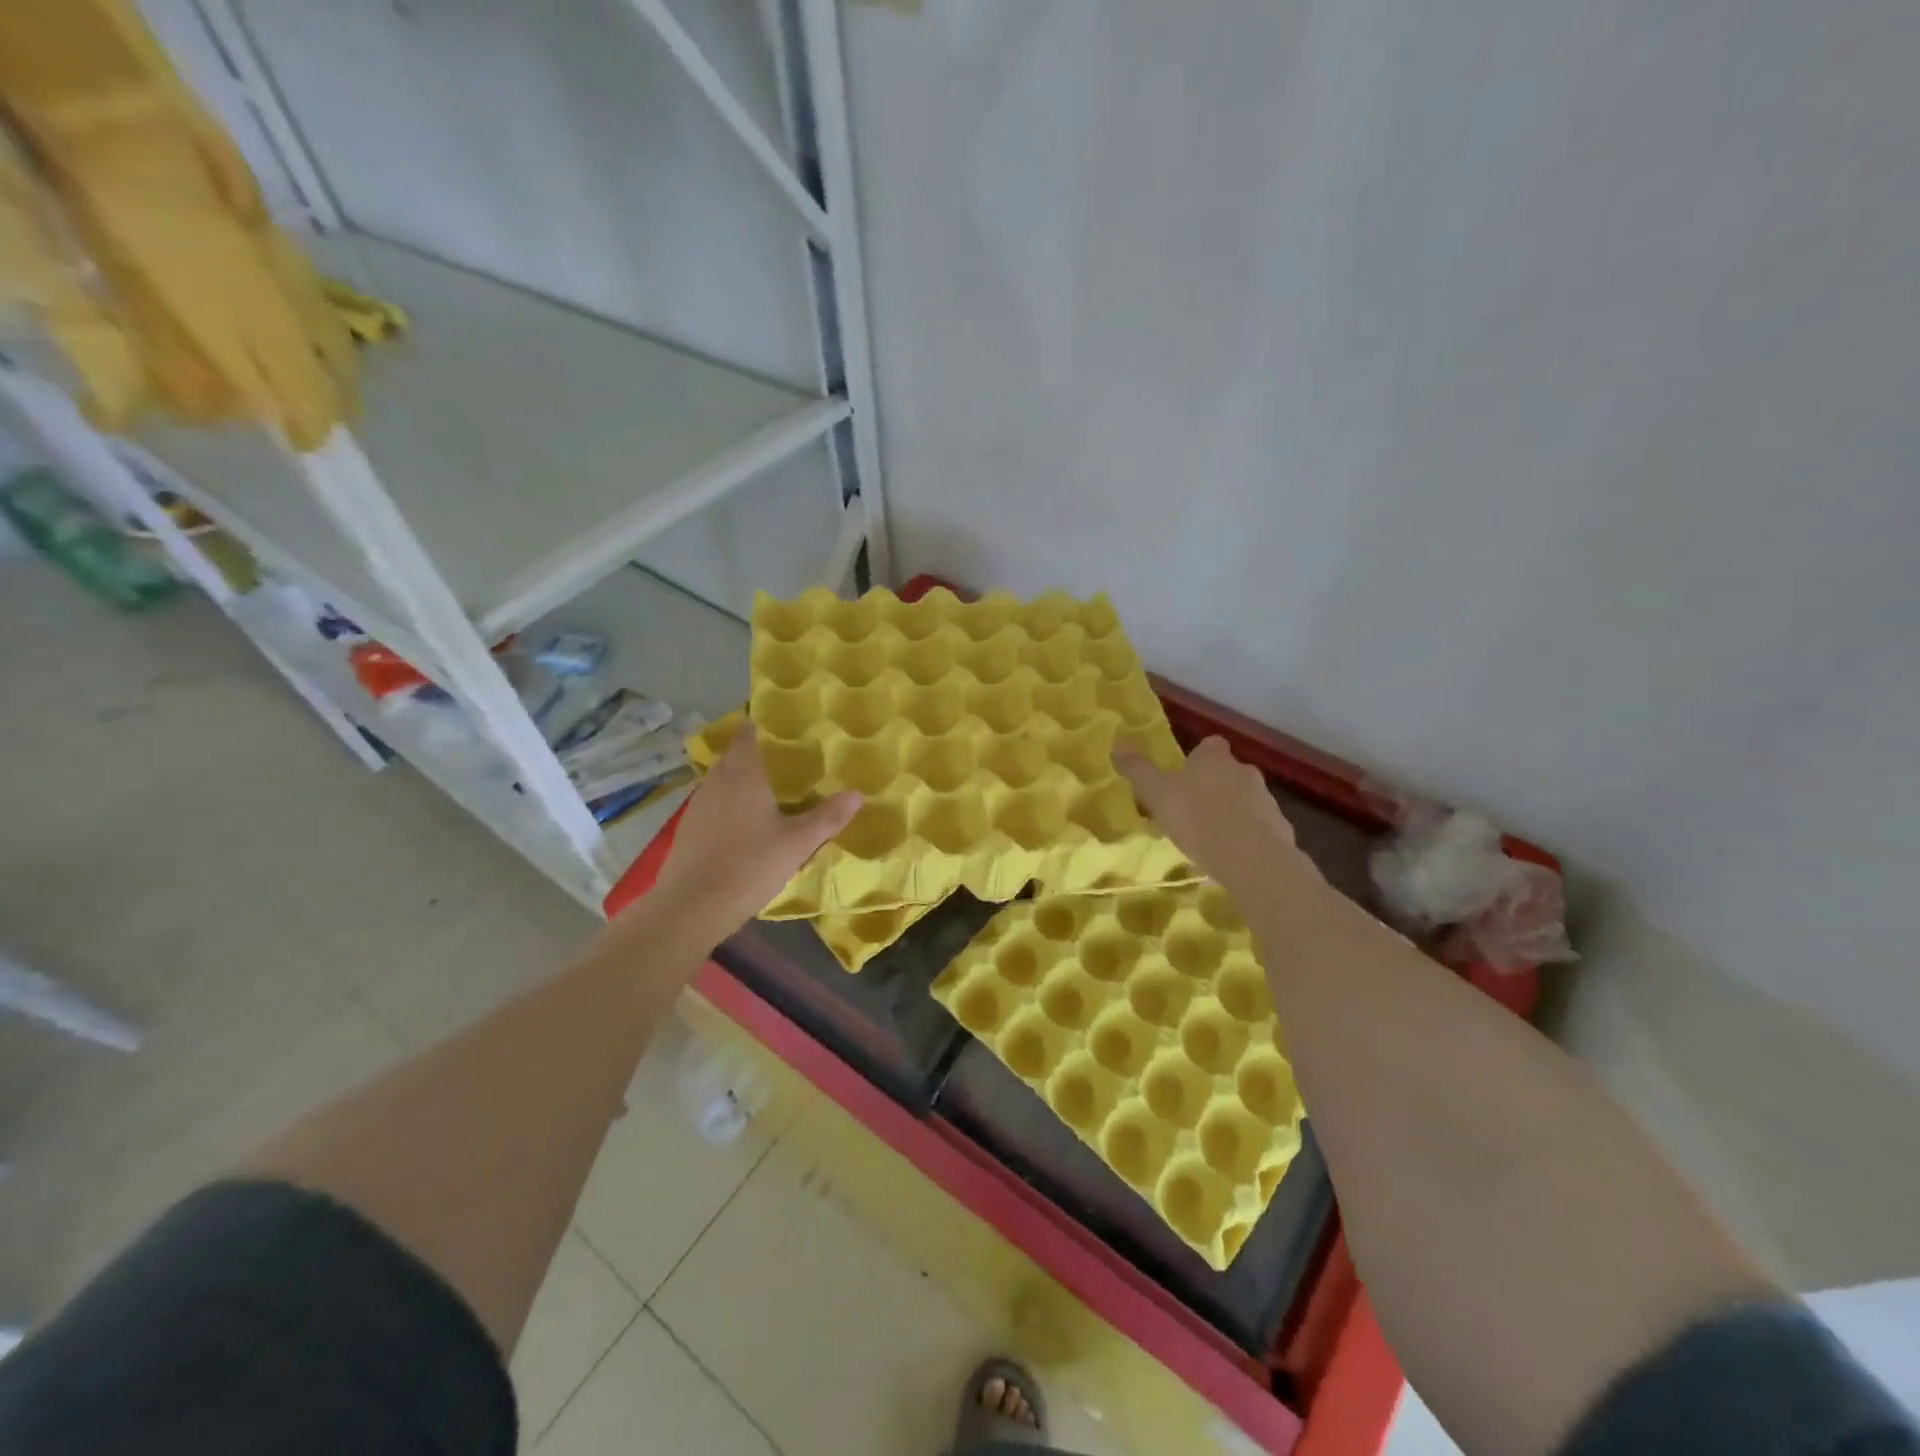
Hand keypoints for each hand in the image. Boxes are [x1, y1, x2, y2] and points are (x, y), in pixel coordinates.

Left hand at [652, 724, 861, 927]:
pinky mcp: (687, 831)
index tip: (774, 727)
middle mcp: (716, 783)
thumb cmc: (750, 865)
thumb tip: (857, 794)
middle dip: (750, 756)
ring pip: (719, 783)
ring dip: (737, 783)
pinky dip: (726, 807)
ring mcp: (697, 807)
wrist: (692, 906)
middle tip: (778, 762)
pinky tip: (741, 826)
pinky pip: (711, 807)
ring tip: (763, 792)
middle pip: (731, 758)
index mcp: (743, 776)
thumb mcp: (797, 843)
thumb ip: (827, 817)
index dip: (757, 728)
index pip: (746, 737)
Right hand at [1115, 736, 1314, 899]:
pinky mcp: (1281, 829)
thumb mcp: (1156, 793)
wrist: (1252, 859)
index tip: (1184, 776)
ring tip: (1210, 837)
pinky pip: (1260, 827)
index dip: (1197, 758)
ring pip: (1245, 799)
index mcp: (1214, 758)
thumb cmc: (1198, 818)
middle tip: (1191, 810)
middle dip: (1213, 786)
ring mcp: (1267, 800)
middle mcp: (1244, 771)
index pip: (1209, 745)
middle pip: (1228, 772)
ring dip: (1231, 811)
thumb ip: (1137, 770)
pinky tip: (1232, 855)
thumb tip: (1117, 745)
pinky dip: (1248, 836)